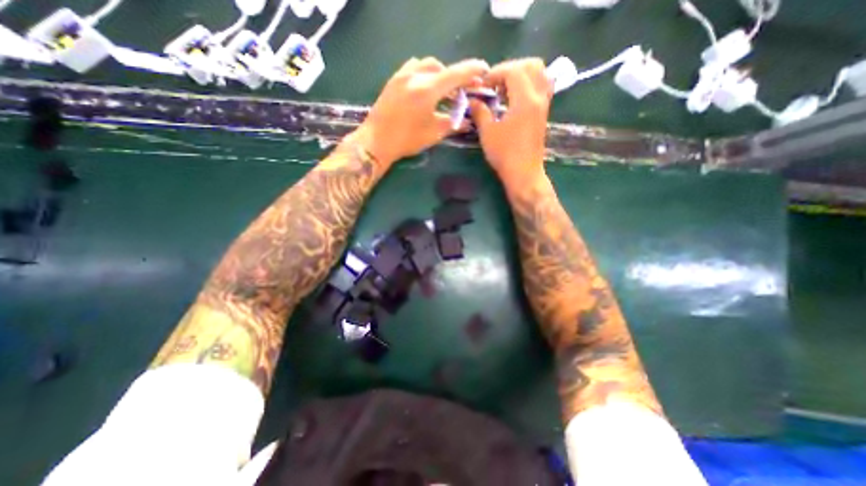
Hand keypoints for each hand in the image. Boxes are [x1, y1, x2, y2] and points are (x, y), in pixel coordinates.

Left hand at [352, 57, 486, 164]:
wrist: (376, 141)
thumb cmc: (406, 140)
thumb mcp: (433, 133)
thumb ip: (452, 123)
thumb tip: (467, 121)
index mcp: (428, 89)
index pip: (456, 74)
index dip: (472, 70)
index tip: (484, 70)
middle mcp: (415, 76)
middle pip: (442, 68)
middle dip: (454, 77)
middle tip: (461, 91)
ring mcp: (402, 75)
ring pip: (427, 65)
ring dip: (439, 74)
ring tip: (443, 90)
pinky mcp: (393, 80)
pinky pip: (413, 68)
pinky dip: (424, 73)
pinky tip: (424, 87)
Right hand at [471, 57, 550, 189]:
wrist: (523, 173)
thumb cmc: (505, 154)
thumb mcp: (488, 133)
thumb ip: (480, 112)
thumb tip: (472, 100)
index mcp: (525, 100)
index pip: (513, 70)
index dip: (496, 73)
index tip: (483, 86)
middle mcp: (538, 97)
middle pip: (532, 65)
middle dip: (510, 68)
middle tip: (495, 83)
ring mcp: (544, 105)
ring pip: (540, 74)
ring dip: (522, 74)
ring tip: (505, 89)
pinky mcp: (543, 113)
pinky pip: (542, 87)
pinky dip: (529, 84)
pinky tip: (515, 98)